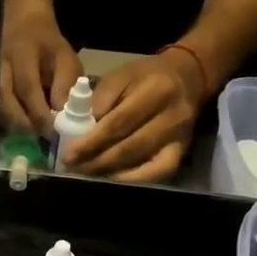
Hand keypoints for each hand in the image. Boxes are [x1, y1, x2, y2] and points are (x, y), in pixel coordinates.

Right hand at [0, 8, 83, 134]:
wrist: (23, 24)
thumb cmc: (49, 47)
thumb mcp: (66, 59)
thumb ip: (66, 85)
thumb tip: (64, 117)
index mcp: (23, 53)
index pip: (28, 87)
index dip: (39, 113)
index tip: (53, 132)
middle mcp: (0, 64)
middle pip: (4, 99)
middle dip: (22, 122)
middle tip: (38, 137)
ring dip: (11, 124)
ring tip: (28, 135)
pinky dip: (3, 120)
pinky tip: (16, 128)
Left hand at [62, 51, 201, 180]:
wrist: (187, 78)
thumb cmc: (145, 76)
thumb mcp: (120, 76)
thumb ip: (100, 100)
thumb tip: (80, 130)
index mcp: (154, 91)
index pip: (117, 123)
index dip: (91, 142)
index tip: (69, 155)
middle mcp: (172, 116)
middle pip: (129, 147)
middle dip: (97, 161)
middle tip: (74, 168)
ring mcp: (179, 137)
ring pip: (141, 162)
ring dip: (110, 171)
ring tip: (87, 173)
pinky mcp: (182, 152)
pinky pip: (158, 173)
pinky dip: (134, 179)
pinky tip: (113, 178)